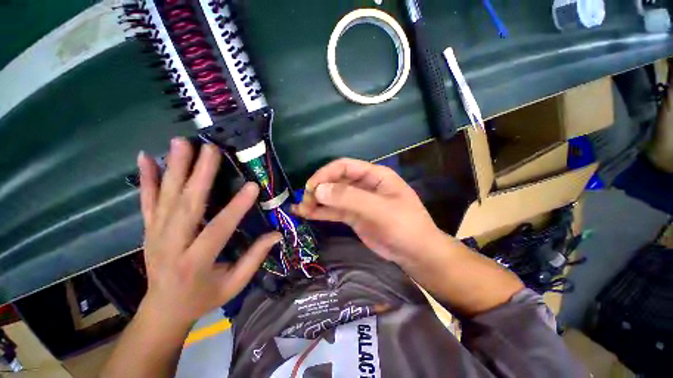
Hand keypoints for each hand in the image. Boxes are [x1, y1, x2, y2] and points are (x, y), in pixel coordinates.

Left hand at [137, 138, 280, 326]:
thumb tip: (277, 234)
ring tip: (181, 143)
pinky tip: (145, 157)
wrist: (162, 310)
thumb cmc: (203, 298)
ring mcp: (155, 235)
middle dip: (200, 175)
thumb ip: (255, 258)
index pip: (218, 229)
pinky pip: (146, 201)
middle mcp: (171, 245)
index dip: (236, 208)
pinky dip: (146, 179)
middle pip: (186, 206)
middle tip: (211, 150)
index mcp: (195, 262)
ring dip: (174, 168)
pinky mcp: (148, 229)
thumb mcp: (234, 285)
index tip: (252, 186)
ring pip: (165, 197)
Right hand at [293, 158, 443, 264]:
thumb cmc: (405, 226)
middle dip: (319, 188)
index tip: (311, 187)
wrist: (416, 253)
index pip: (344, 166)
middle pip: (336, 180)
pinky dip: (320, 212)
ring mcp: (357, 201)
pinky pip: (334, 211)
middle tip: (305, 202)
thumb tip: (319, 190)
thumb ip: (350, 198)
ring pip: (332, 196)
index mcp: (374, 175)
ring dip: (316, 201)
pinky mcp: (353, 216)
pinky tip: (305, 214)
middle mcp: (364, 185)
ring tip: (300, 208)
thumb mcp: (380, 210)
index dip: (325, 174)